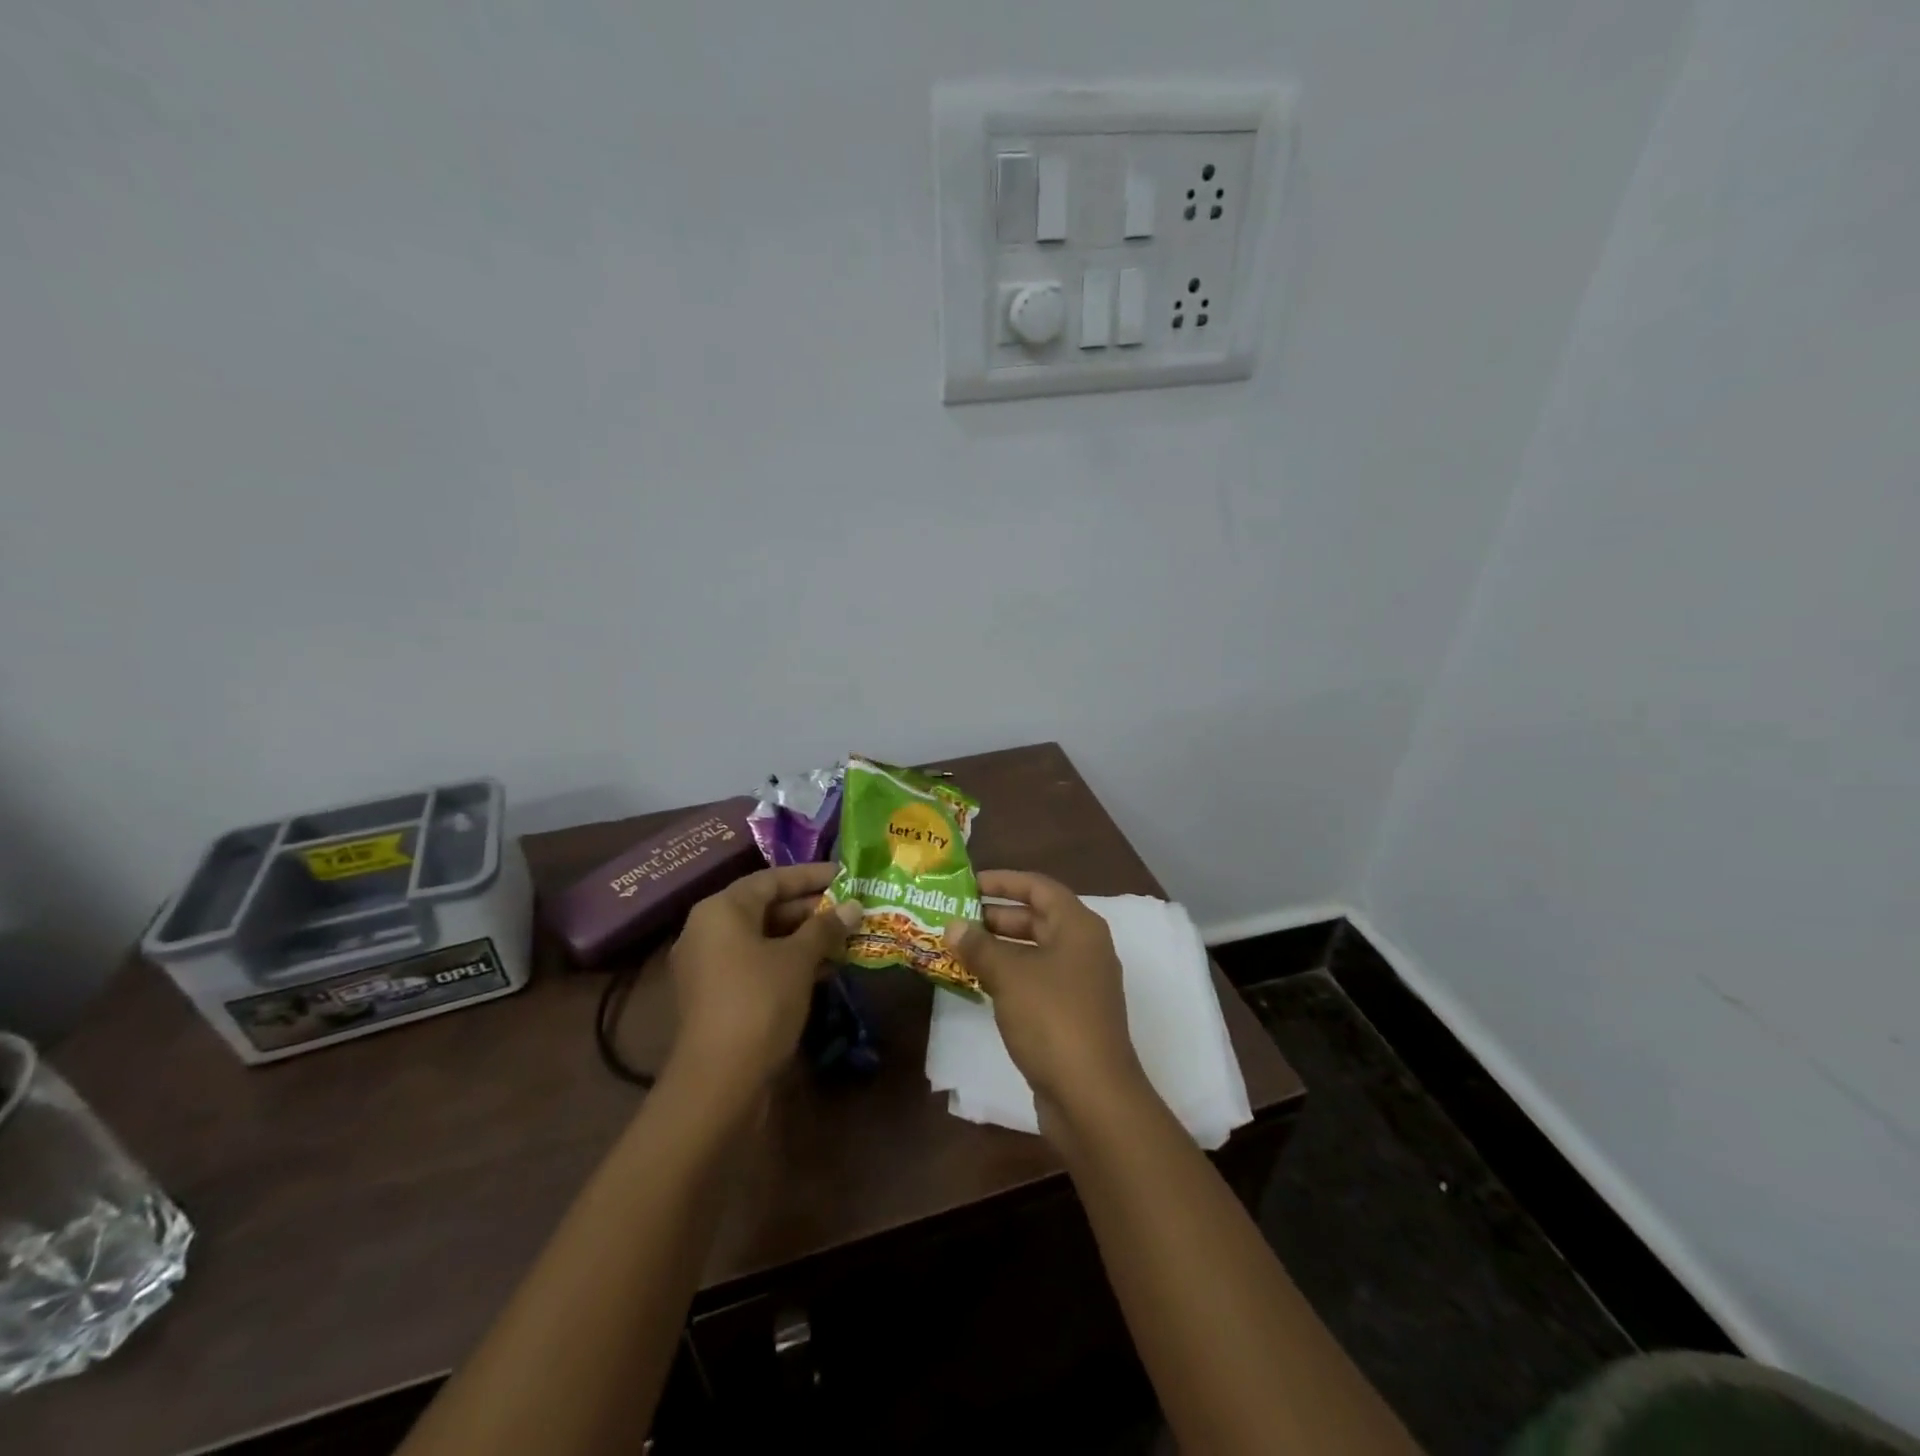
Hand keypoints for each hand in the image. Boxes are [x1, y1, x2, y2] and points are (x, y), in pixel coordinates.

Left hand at [668, 863, 861, 1089]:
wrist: (720, 1081)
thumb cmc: (760, 1002)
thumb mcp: (799, 959)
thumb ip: (825, 927)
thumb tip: (853, 906)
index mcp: (721, 910)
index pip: (771, 879)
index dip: (811, 876)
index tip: (846, 875)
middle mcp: (708, 931)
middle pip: (766, 908)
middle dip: (811, 909)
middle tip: (852, 909)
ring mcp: (710, 966)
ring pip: (765, 939)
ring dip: (805, 938)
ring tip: (848, 937)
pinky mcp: (718, 996)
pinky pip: (758, 964)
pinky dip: (789, 962)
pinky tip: (827, 969)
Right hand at [942, 870, 1147, 1120]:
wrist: (1092, 1096)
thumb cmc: (1053, 1019)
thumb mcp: (1010, 975)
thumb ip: (980, 946)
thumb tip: (953, 925)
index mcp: (1079, 927)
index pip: (1039, 887)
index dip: (1003, 881)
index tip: (968, 884)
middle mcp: (1084, 948)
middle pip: (1038, 918)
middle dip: (996, 916)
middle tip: (955, 917)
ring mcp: (1080, 984)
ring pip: (1035, 951)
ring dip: (999, 948)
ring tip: (958, 947)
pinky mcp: (1071, 1014)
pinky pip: (1036, 980)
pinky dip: (1009, 975)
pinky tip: (978, 982)